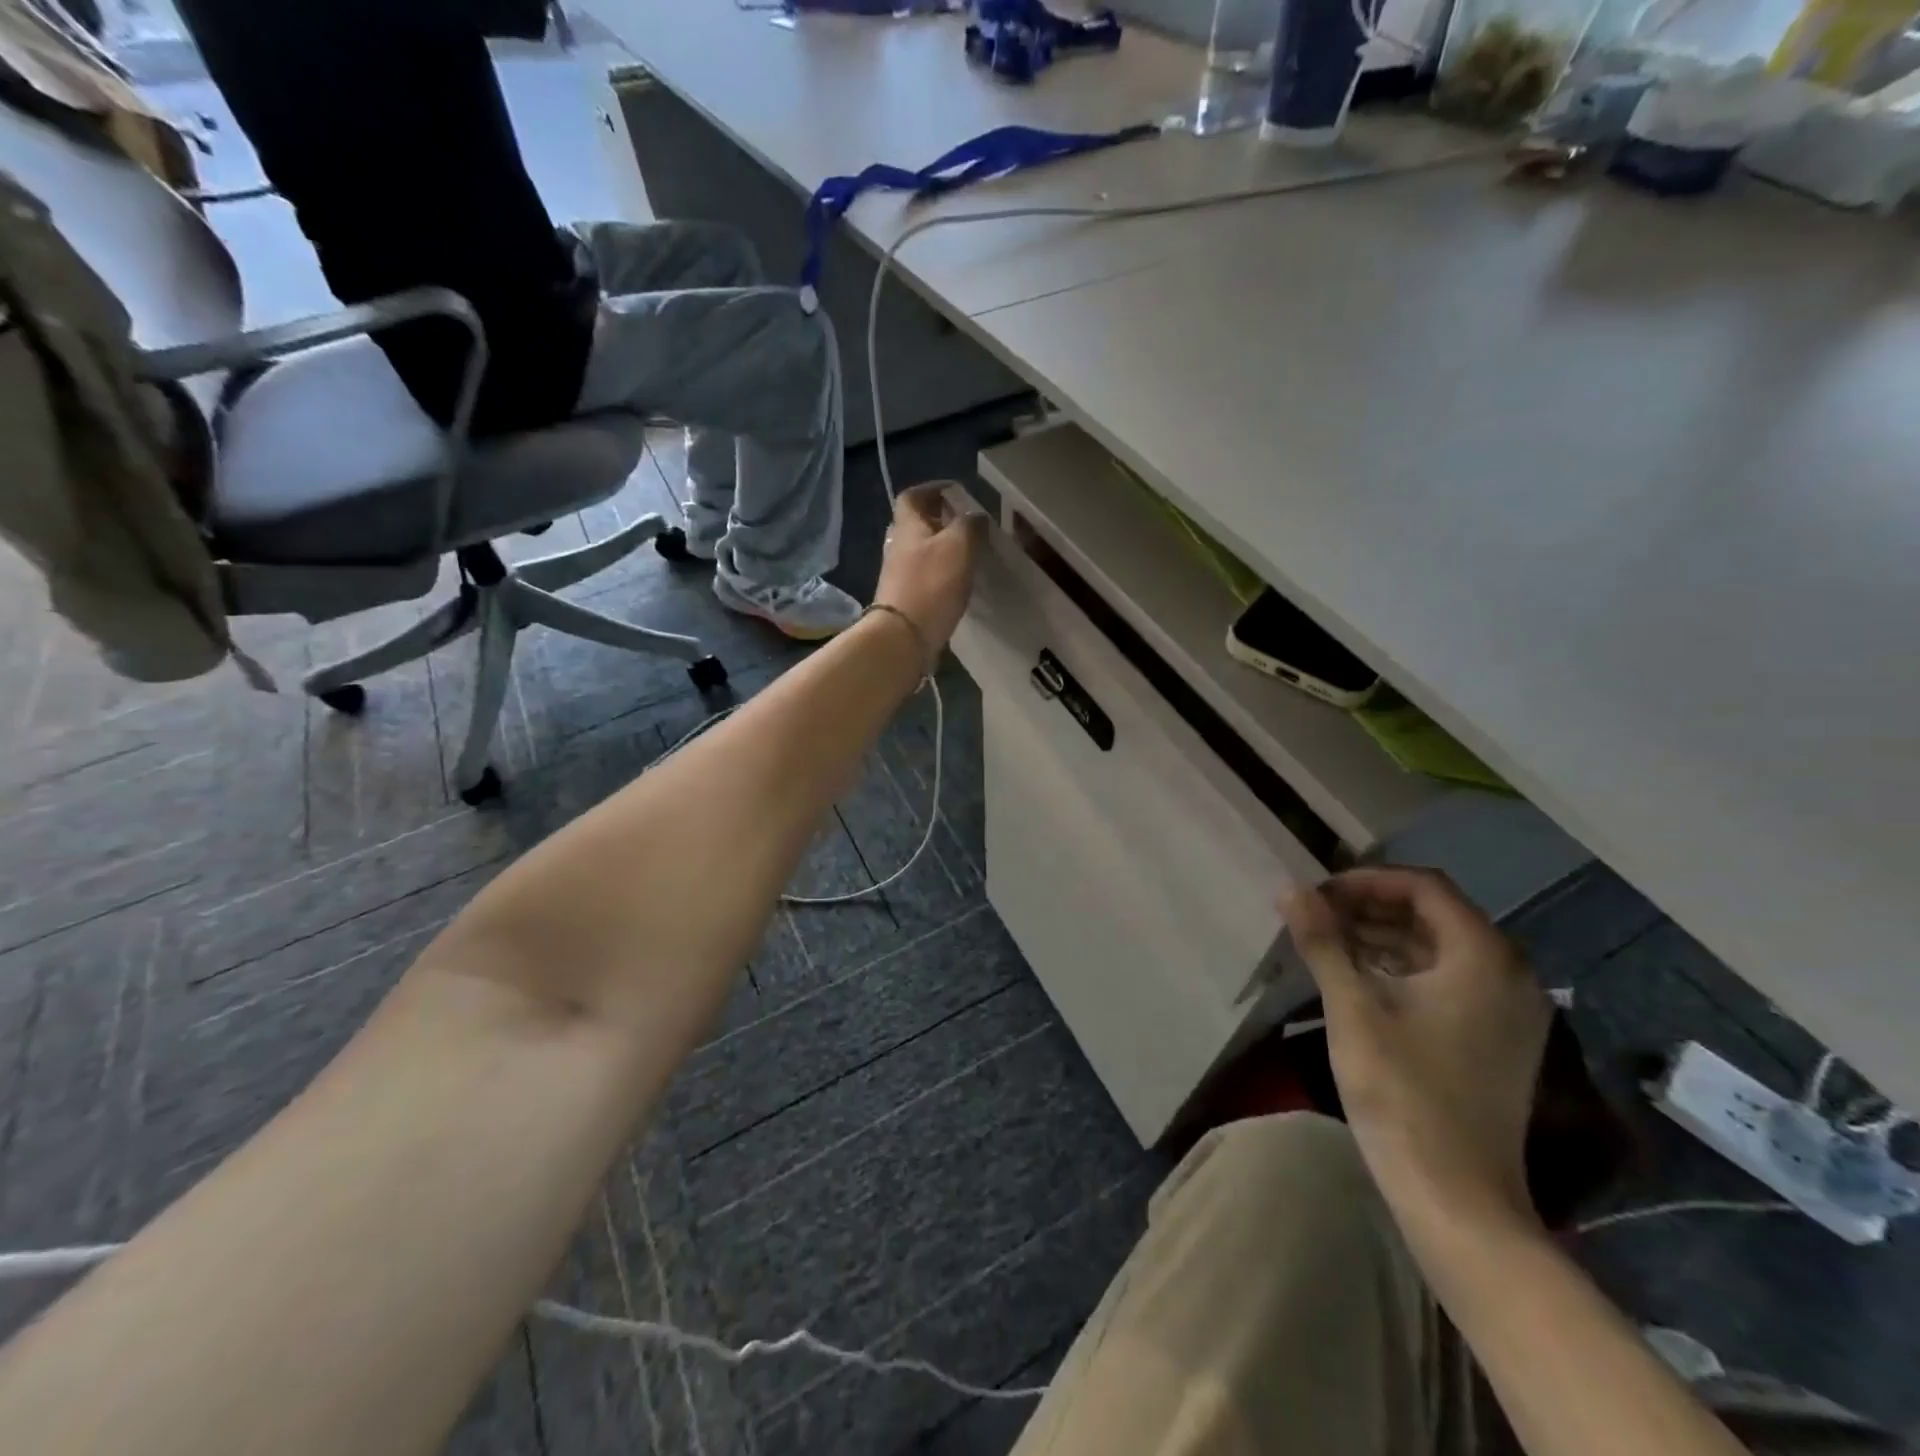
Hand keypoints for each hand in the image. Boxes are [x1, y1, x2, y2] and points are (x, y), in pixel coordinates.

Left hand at [872, 483, 988, 659]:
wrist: (903, 637)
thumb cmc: (931, 585)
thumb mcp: (958, 546)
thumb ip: (969, 525)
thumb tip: (975, 515)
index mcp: (907, 526)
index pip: (912, 496)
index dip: (932, 489)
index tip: (955, 491)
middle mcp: (898, 546)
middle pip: (916, 524)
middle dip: (940, 519)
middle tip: (967, 523)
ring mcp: (898, 574)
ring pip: (920, 550)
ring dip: (941, 546)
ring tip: (967, 551)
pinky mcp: (905, 599)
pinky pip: (924, 575)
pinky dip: (940, 571)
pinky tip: (957, 580)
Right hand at [1282, 866, 1551, 1229]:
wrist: (1456, 1198)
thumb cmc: (1402, 1092)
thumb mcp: (1352, 1007)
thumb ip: (1323, 941)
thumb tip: (1291, 889)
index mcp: (1484, 957)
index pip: (1424, 887)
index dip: (1367, 881)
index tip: (1318, 893)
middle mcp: (1510, 974)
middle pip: (1436, 914)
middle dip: (1372, 906)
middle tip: (1316, 914)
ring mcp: (1509, 1011)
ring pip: (1441, 948)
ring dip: (1384, 936)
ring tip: (1327, 941)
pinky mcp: (1498, 1040)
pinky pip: (1450, 980)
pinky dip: (1404, 968)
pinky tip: (1359, 978)